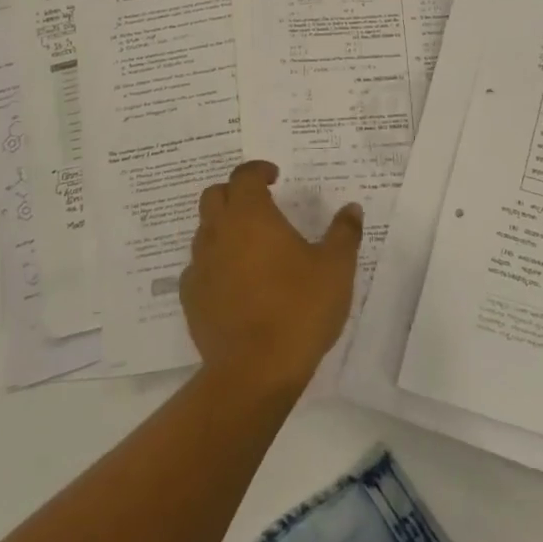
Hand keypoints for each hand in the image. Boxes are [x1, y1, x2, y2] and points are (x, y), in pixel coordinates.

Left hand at [179, 160, 362, 398]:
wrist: (254, 371)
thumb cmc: (299, 309)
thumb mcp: (336, 268)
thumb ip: (344, 233)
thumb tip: (351, 208)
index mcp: (251, 216)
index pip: (244, 176)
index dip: (259, 170)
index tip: (275, 177)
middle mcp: (218, 233)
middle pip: (215, 196)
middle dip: (235, 193)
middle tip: (260, 205)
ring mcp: (200, 266)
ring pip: (205, 231)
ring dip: (224, 228)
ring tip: (251, 245)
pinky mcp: (191, 299)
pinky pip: (199, 268)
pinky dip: (216, 264)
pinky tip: (236, 282)